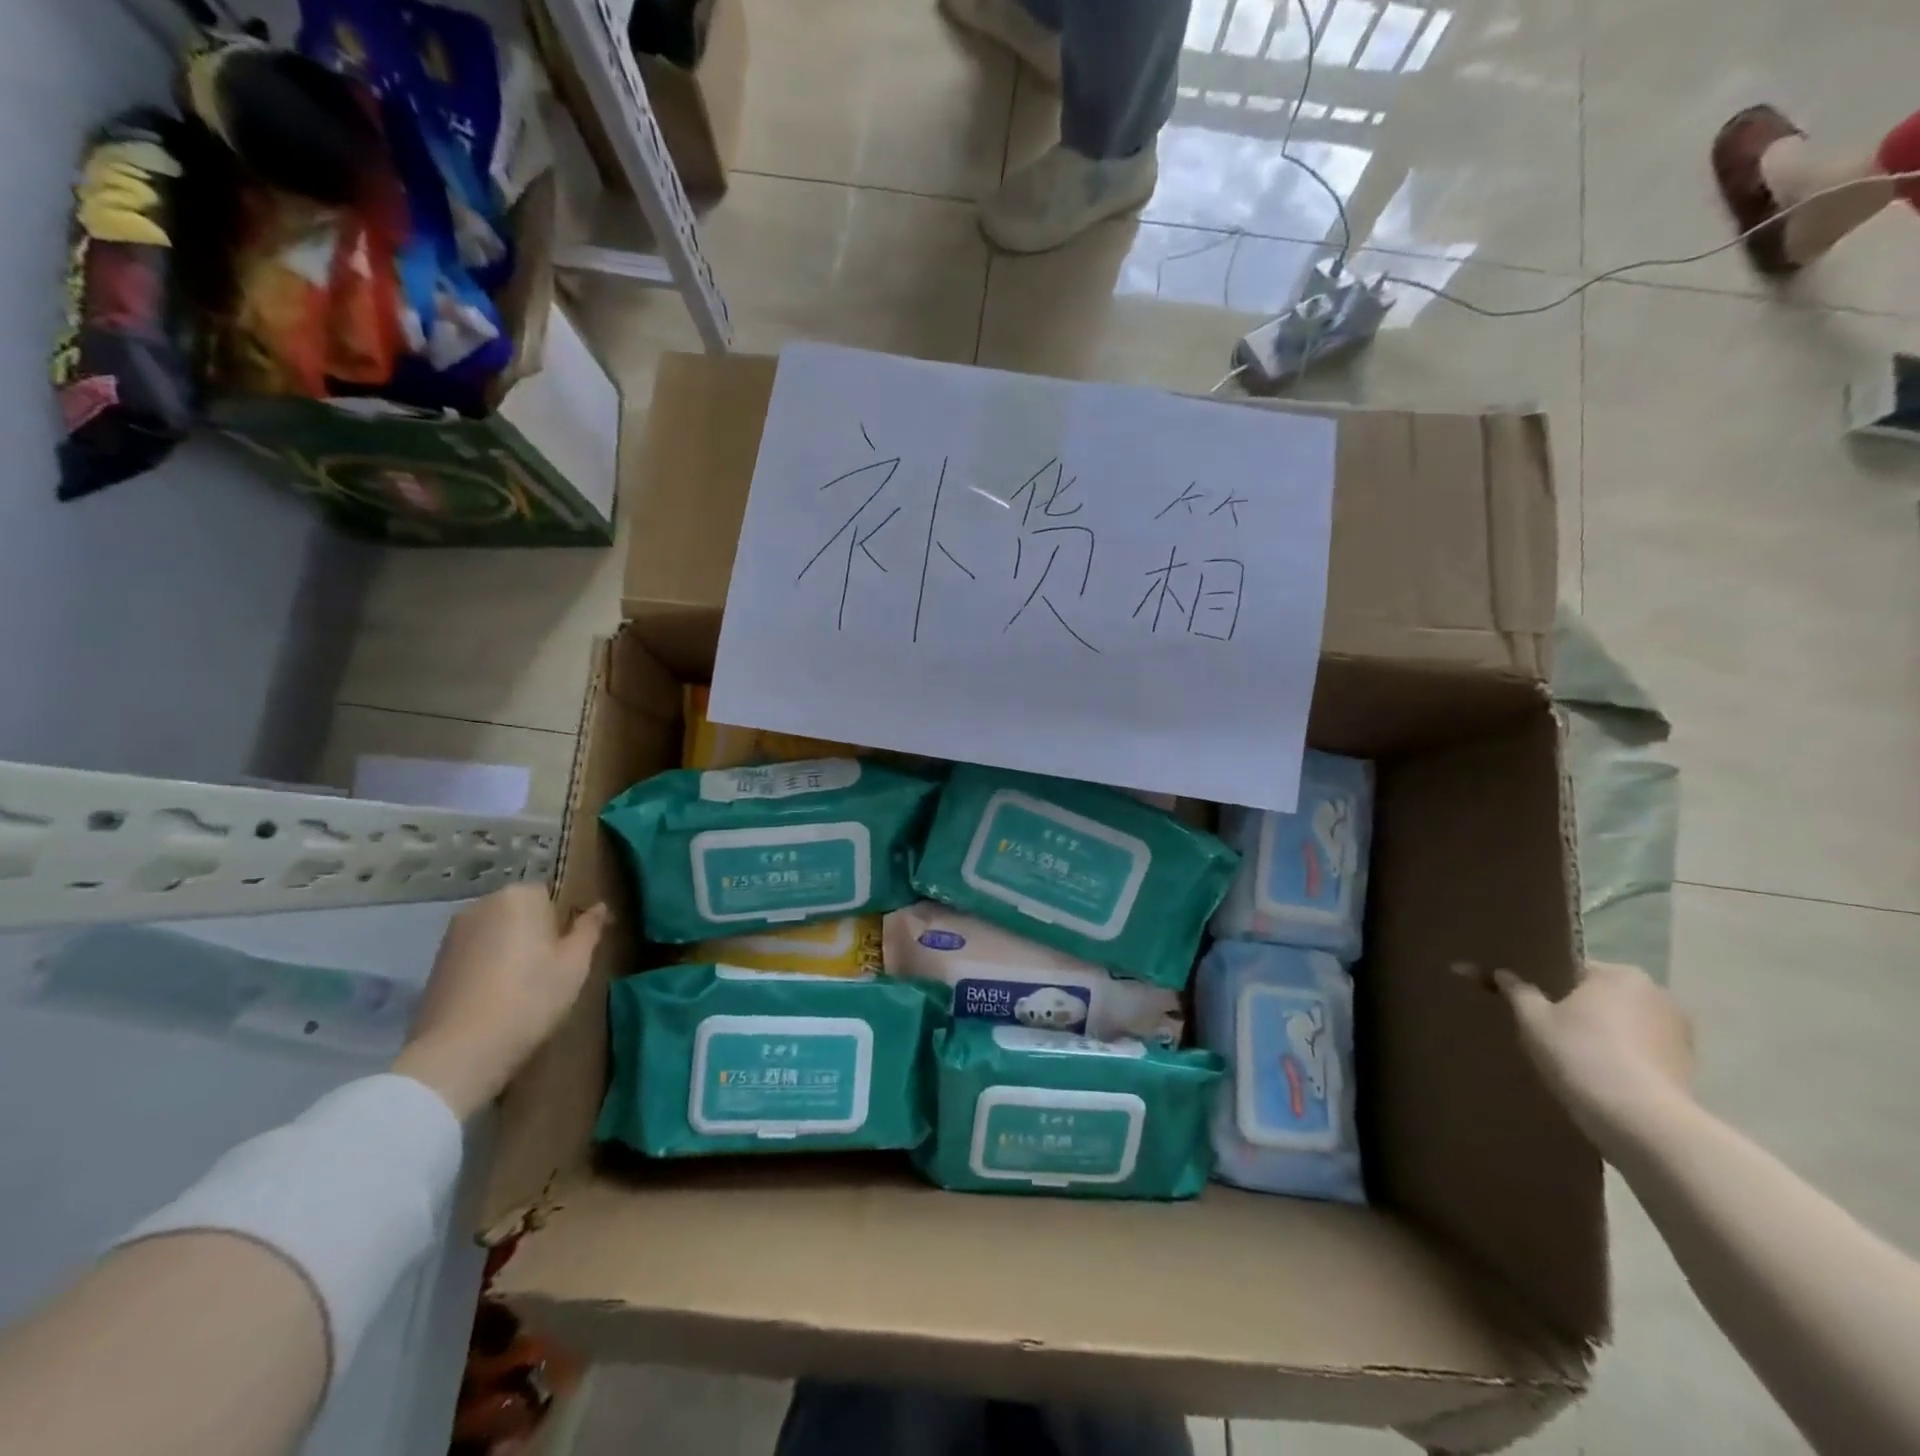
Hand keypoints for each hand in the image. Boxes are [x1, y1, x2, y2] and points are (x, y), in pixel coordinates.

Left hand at [392, 885, 608, 1118]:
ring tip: (523, 987)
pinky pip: (476, 953)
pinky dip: (488, 966)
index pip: (552, 894)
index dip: (565, 922)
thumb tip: (600, 907)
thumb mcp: (575, 964)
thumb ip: (589, 929)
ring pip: (498, 933)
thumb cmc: (530, 998)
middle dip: (537, 932)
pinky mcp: (436, 962)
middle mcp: (482, 904)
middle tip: (552, 970)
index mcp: (519, 896)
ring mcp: (453, 933)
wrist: (459, 1052)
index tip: (572, 951)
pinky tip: (495, 997)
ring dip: (512, 949)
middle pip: (522, 911)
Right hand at [1495, 960, 1695, 1149]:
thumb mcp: (1532, 1018)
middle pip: (1603, 997)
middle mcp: (1658, 995)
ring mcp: (1680, 1033)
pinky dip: (1624, 1058)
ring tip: (1575, 1058)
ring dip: (1605, 1035)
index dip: (1548, 986)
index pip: (1574, 970)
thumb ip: (1515, 990)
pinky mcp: (1689, 1067)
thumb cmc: (1580, 1054)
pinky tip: (1601, 1077)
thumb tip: (1498, 972)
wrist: (1639, 1120)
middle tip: (1549, 1031)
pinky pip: (1643, 1052)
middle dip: (1580, 1010)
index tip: (1531, 1005)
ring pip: (1625, 1025)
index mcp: (1620, 974)